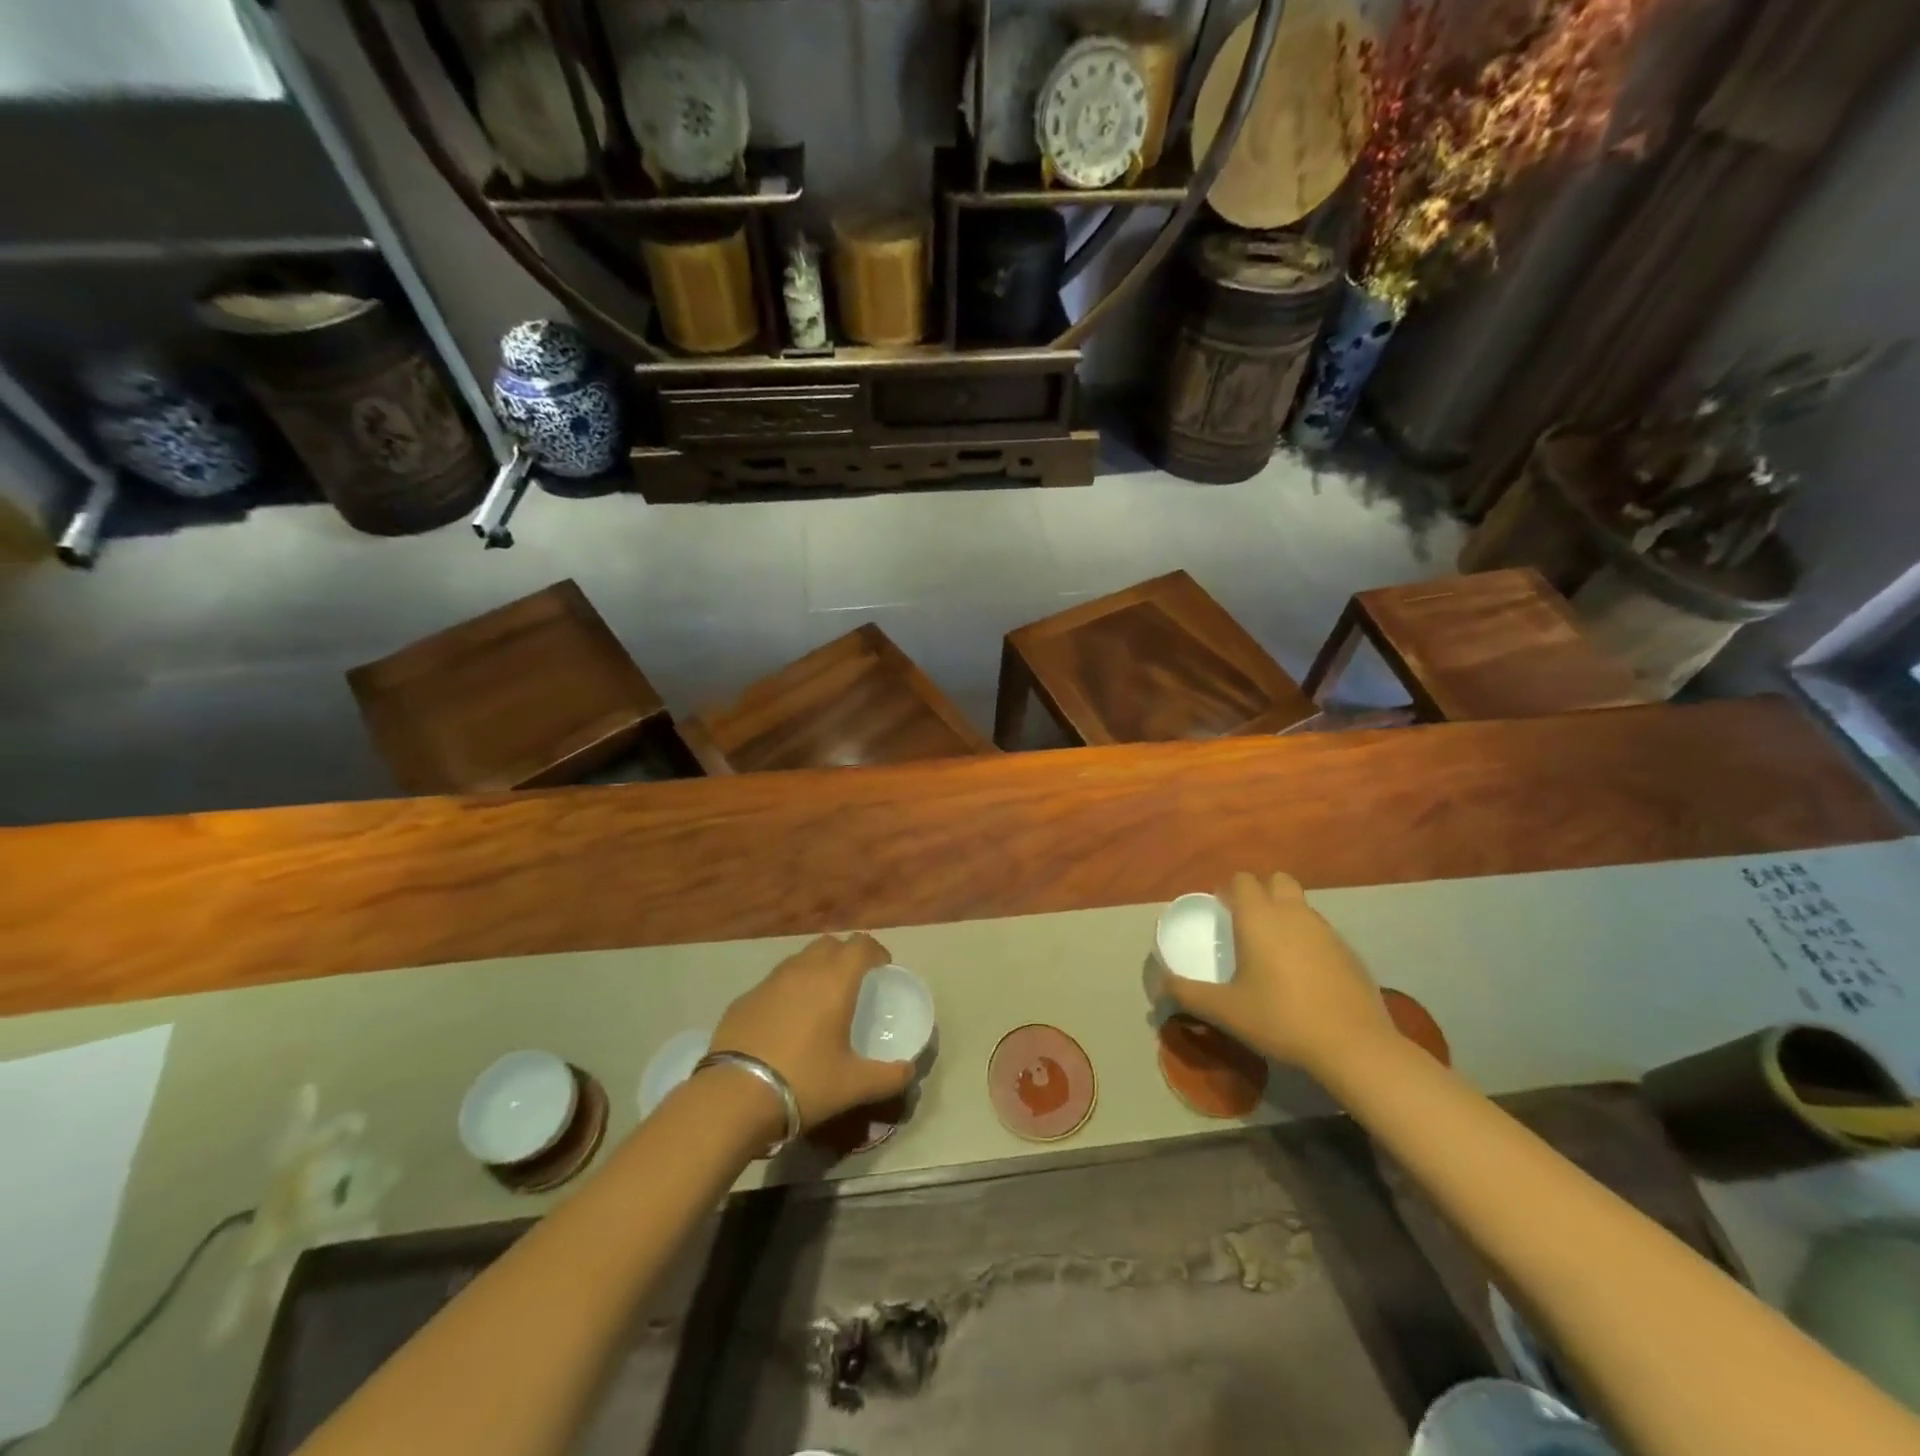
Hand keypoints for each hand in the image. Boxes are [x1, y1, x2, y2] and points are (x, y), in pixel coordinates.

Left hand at [709, 933, 915, 1128]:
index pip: (861, 944)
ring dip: (815, 970)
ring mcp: (769, 981)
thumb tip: (910, 1070)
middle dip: (845, 956)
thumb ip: (889, 1076)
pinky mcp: (744, 998)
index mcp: (835, 980)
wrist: (734, 1096)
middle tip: (852, 984)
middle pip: (830, 944)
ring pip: (800, 960)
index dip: (876, 952)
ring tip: (819, 1002)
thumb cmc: (804, 1082)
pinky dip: (788, 991)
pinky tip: (785, 1023)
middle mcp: (803, 970)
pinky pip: (774, 983)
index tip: (882, 970)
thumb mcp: (854, 1085)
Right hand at [1160, 871, 1393, 1079]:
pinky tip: (1305, 976)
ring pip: (1301, 906)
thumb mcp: (1225, 1010)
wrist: (1353, 1046)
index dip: (1229, 890)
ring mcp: (1326, 930)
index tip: (1221, 911)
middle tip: (1248, 924)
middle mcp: (1293, 913)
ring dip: (1286, 915)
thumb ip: (1188, 993)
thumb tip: (1160, 984)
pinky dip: (1309, 941)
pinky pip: (1322, 932)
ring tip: (1275, 952)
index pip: (1242, 880)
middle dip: (1262, 892)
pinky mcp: (1350, 952)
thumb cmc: (1280, 1019)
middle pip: (1277, 880)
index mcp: (1259, 917)